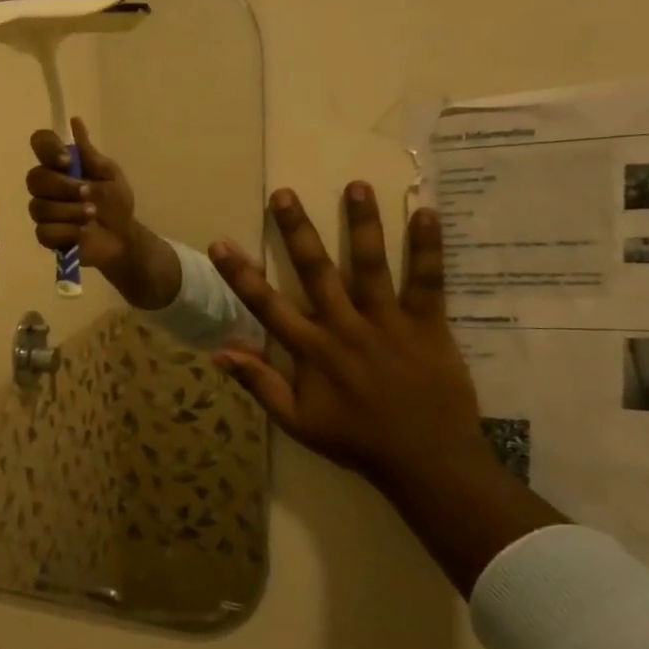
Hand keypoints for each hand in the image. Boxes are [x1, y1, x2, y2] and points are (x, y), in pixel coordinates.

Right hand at [25, 118, 178, 308]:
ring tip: (91, 216)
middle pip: (35, 178)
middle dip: (63, 187)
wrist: (123, 237)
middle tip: (88, 194)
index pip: (40, 143)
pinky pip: (44, 232)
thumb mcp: (109, 174)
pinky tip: (82, 233)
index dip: (48, 149)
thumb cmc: (116, 203)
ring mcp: (44, 212)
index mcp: (60, 166)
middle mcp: (47, 186)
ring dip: (70, 211)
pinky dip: (67, 232)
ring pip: (40, 207)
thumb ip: (89, 153)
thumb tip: (75, 121)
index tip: (67, 161)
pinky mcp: (46, 236)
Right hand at [208, 184, 493, 492]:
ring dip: (362, 224)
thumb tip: (220, 352)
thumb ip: (260, 384)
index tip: (220, 243)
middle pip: (316, 271)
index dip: (240, 274)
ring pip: (371, 265)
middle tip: (284, 194)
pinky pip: (428, 281)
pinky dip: (428, 248)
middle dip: (297, 231)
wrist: (428, 461)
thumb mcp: (296, 421)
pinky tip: (426, 213)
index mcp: (312, 351)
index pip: (266, 305)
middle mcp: (345, 327)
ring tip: (356, 186)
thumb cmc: (356, 440)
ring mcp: (388, 323)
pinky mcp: (428, 325)